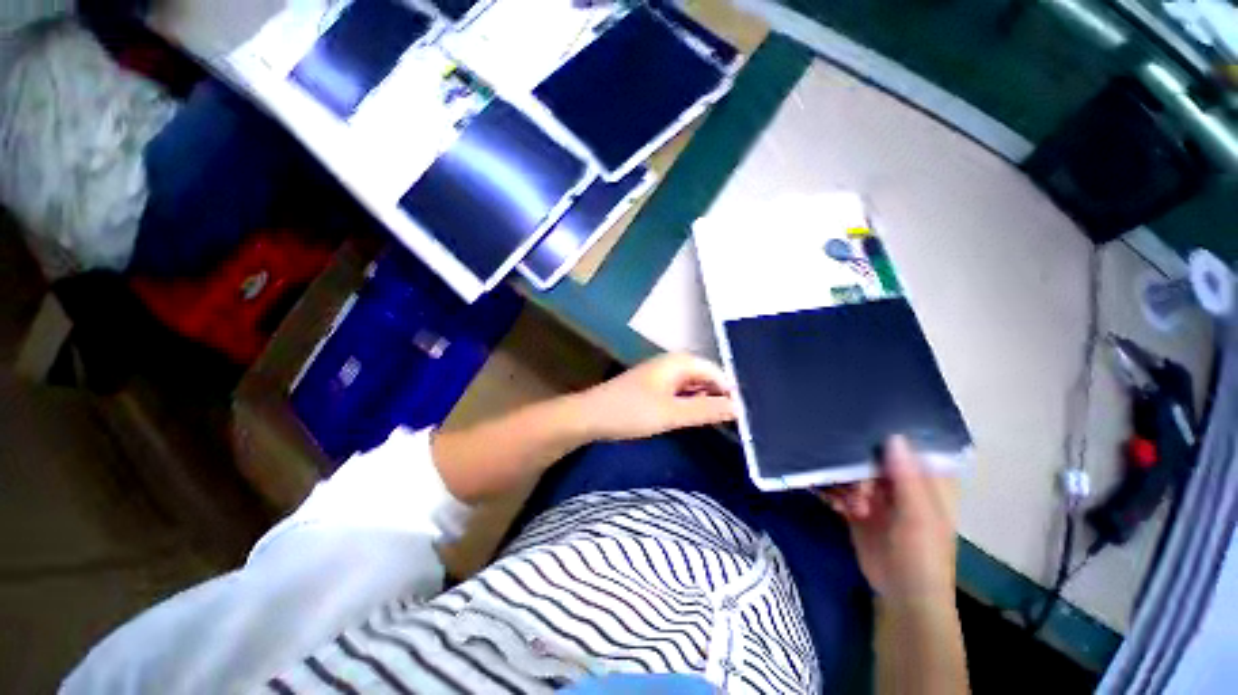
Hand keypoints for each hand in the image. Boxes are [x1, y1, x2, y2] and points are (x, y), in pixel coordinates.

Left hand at [578, 353, 735, 440]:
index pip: (716, 372)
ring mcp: (662, 375)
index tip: (745, 414)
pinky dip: (690, 403)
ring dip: (706, 401)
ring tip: (722, 422)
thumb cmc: (631, 411)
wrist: (591, 416)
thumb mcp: (672, 413)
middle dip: (720, 395)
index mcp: (679, 362)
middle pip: (706, 376)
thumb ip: (706, 410)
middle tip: (737, 421)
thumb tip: (739, 408)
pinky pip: (680, 392)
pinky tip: (696, 417)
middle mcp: (672, 363)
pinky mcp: (654, 387)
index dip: (731, 391)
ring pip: (693, 385)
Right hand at [819, 436, 957, 606]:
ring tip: (852, 503)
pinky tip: (835, 504)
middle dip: (857, 458)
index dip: (889, 429)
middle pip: (874, 454)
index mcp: (926, 479)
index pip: (909, 443)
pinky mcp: (857, 504)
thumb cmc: (922, 555)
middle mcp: (899, 481)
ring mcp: (877, 493)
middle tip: (853, 475)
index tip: (862, 416)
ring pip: (853, 469)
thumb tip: (893, 435)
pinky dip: (833, 492)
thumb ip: (907, 477)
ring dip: (845, 481)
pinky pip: (839, 487)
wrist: (901, 595)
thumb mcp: (920, 517)